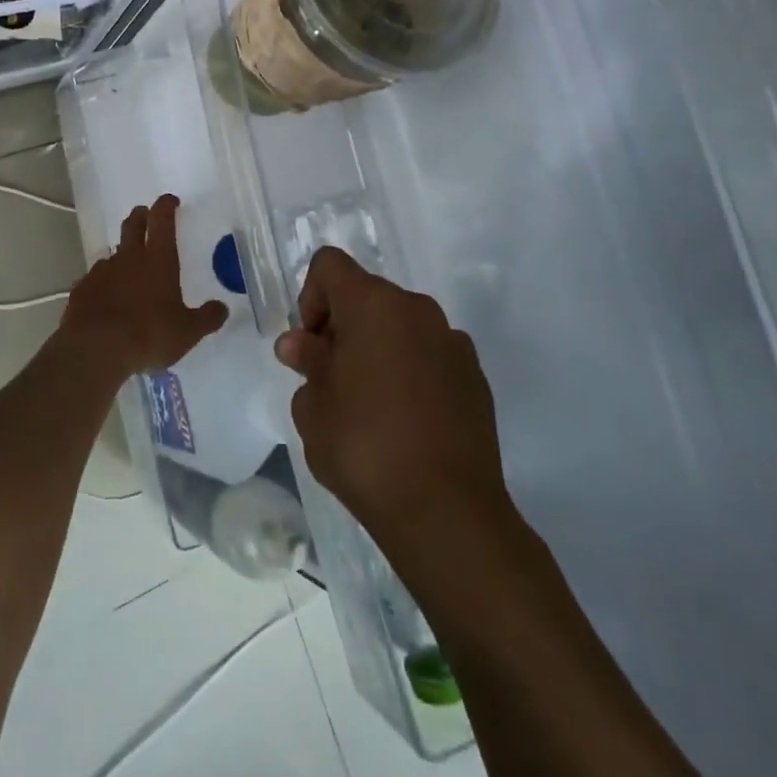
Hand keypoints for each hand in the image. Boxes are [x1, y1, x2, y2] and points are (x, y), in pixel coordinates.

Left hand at [57, 195, 229, 380]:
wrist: (96, 349)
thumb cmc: (149, 334)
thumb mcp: (187, 331)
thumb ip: (207, 318)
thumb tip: (222, 308)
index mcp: (158, 260)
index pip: (162, 220)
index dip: (166, 206)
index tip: (170, 200)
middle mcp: (129, 258)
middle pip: (133, 225)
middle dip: (141, 216)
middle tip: (146, 215)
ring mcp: (102, 272)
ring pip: (112, 252)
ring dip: (122, 253)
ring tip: (128, 267)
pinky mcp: (82, 290)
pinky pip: (95, 279)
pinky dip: (104, 282)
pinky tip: (107, 297)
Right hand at [277, 248, 508, 551]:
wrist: (447, 511)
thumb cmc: (364, 448)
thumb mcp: (313, 407)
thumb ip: (307, 363)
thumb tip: (301, 345)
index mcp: (373, 304)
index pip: (329, 265)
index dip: (310, 298)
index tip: (312, 348)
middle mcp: (416, 309)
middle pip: (366, 294)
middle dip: (342, 326)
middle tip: (331, 380)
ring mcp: (451, 341)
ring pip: (399, 325)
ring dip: (377, 348)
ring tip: (369, 405)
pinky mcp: (474, 376)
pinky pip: (429, 355)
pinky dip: (410, 370)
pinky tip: (406, 421)